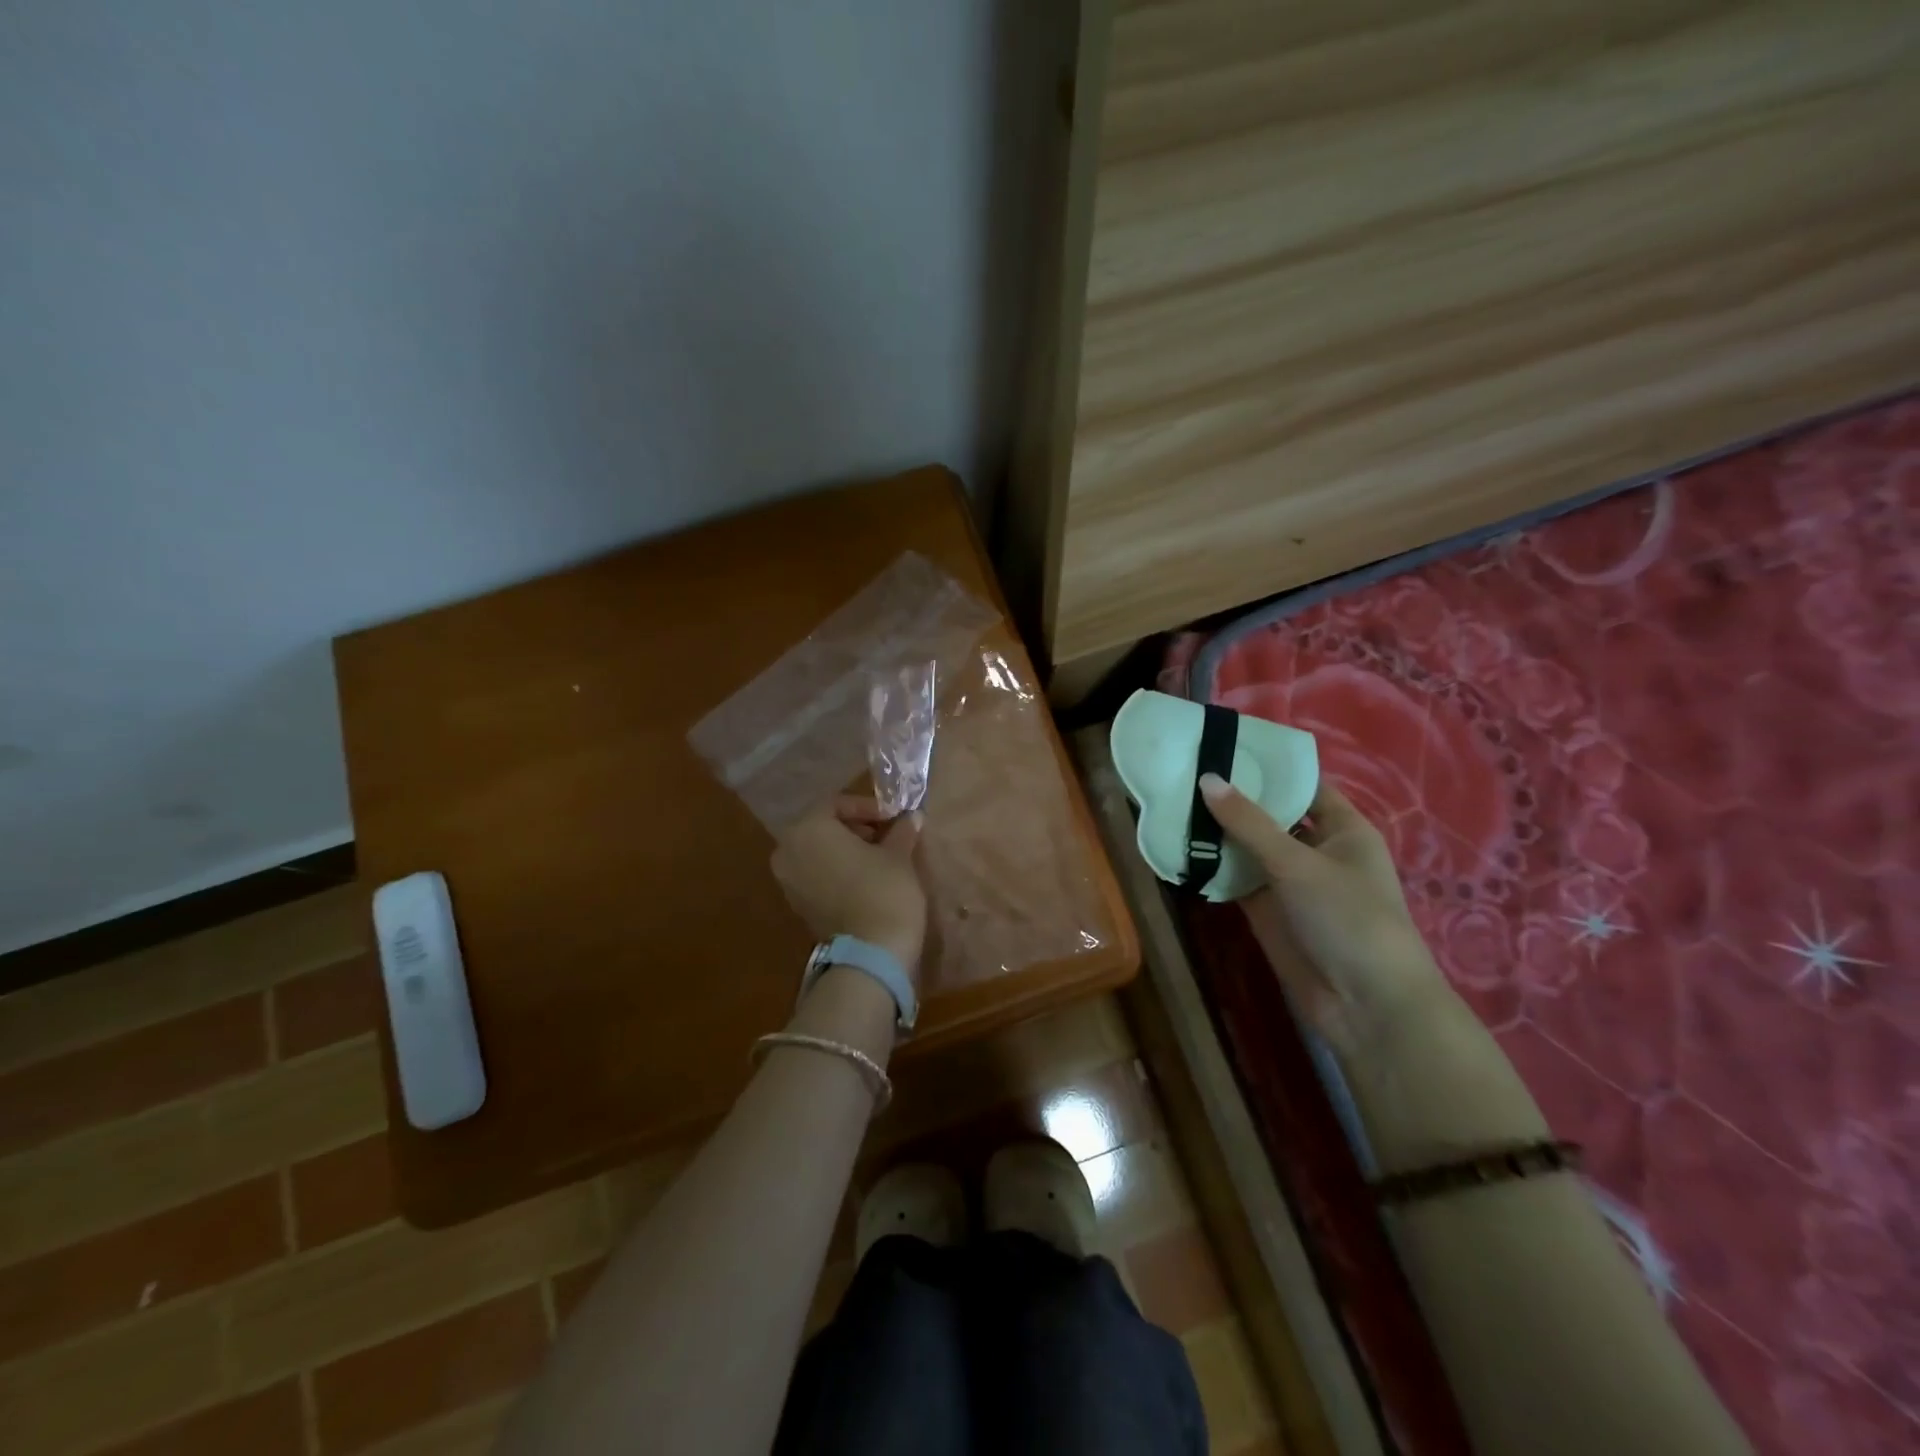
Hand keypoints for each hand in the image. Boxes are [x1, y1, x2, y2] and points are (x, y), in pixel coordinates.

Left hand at [770, 796, 927, 977]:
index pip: (837, 803)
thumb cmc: (884, 890)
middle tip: (887, 834)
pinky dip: (836, 870)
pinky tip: (865, 878)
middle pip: (823, 827)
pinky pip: (815, 875)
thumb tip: (911, 817)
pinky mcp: (797, 906)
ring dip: (846, 849)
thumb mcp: (899, 854)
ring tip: (880, 857)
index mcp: (808, 829)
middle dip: (855, 827)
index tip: (893, 817)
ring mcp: (788, 881)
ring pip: (817, 852)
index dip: (868, 807)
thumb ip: (901, 831)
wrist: (871, 954)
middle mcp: (788, 850)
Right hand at [1199, 773, 1450, 1057]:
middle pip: (1270, 815)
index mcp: (1342, 829)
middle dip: (1233, 798)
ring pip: (1248, 848)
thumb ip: (1249, 823)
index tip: (1223, 747)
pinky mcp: (1267, 911)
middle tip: (1183, 772)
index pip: (1302, 785)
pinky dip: (1212, 867)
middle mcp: (1316, 850)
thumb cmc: (1348, 918)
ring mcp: (1290, 882)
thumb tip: (1207, 779)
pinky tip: (1178, 849)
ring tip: (1170, 804)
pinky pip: (1236, 879)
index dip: (1268, 767)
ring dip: (1217, 833)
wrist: (1366, 1005)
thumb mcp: (1298, 863)